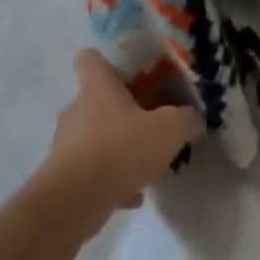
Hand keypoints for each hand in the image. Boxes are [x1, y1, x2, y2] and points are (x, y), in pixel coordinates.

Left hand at [36, 50, 204, 239]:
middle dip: (124, 112)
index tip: (130, 74)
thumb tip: (195, 120)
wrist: (75, 200)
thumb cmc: (121, 149)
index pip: (89, 59)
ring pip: (97, 138)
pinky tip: (134, 194)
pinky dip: (112, 180)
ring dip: (119, 148)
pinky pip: (94, 172)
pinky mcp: (64, 176)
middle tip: (152, 125)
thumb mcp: (170, 130)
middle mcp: (77, 111)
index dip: (107, 61)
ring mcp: (67, 144)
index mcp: (98, 89)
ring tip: (146, 164)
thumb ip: (187, 120)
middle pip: (98, 101)